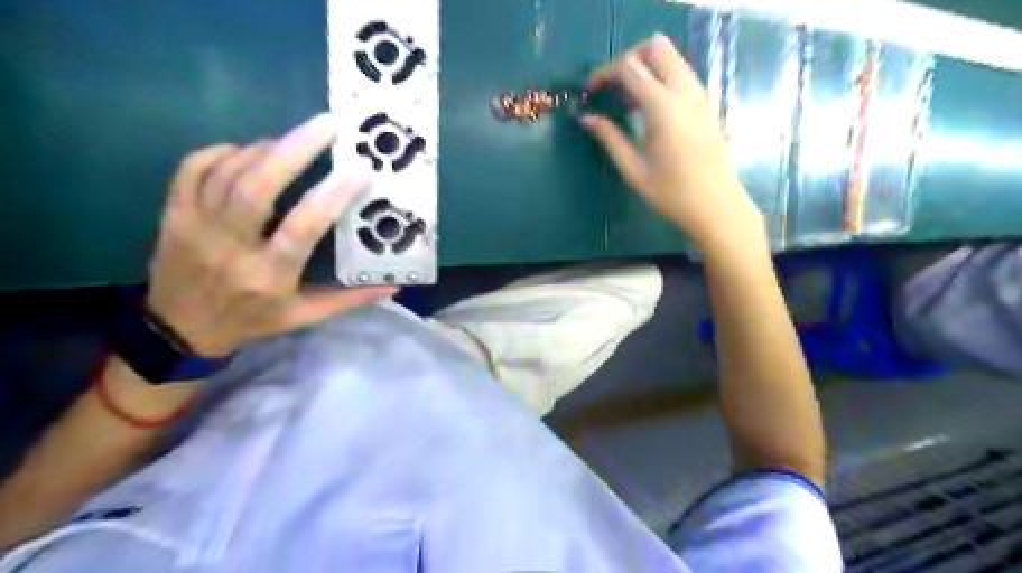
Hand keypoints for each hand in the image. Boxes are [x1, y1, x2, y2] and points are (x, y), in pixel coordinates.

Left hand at [146, 111, 396, 356]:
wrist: (180, 331)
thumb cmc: (253, 320)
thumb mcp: (305, 317)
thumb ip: (350, 299)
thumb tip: (394, 286)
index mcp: (269, 276)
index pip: (302, 228)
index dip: (331, 196)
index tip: (359, 169)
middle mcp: (230, 248)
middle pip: (256, 188)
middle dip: (294, 150)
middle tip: (326, 125)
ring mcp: (194, 228)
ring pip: (227, 173)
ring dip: (265, 149)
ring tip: (293, 140)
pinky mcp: (173, 215)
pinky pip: (192, 169)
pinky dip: (222, 152)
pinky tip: (248, 151)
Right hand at [583, 31, 766, 253]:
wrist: (716, 205)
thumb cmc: (672, 193)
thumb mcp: (634, 169)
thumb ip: (610, 138)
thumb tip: (586, 118)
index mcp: (663, 107)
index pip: (630, 67)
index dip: (605, 73)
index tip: (591, 92)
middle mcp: (684, 91)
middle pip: (655, 47)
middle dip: (628, 59)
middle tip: (612, 87)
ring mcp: (700, 95)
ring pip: (672, 56)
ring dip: (646, 67)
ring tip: (628, 99)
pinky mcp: (707, 103)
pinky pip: (682, 73)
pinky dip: (662, 77)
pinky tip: (651, 107)